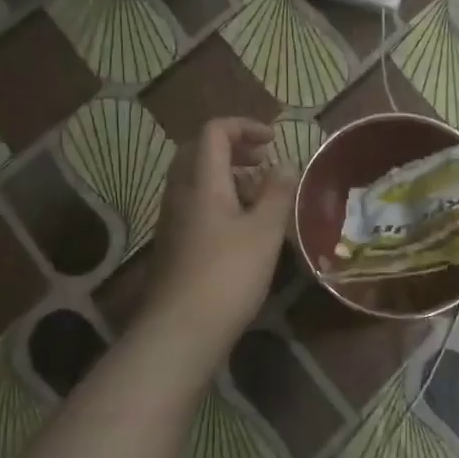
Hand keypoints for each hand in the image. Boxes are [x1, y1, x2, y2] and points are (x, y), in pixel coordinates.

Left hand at [143, 117, 294, 342]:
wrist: (180, 331)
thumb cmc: (228, 275)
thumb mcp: (264, 231)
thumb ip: (277, 192)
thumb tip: (286, 163)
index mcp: (201, 182)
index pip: (214, 132)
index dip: (244, 127)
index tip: (273, 140)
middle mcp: (180, 194)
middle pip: (199, 152)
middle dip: (234, 148)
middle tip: (264, 160)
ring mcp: (173, 220)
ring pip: (197, 180)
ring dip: (228, 175)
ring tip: (260, 195)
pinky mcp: (174, 244)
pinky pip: (195, 205)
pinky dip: (219, 200)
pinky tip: (242, 228)